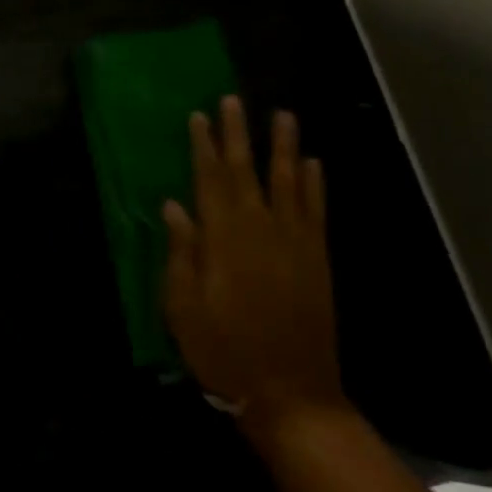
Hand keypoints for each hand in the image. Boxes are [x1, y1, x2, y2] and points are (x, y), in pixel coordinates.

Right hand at [163, 97, 344, 420]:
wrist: (290, 391)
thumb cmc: (224, 351)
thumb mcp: (183, 308)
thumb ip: (181, 253)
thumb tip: (173, 206)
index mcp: (223, 239)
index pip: (209, 180)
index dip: (203, 146)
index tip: (199, 116)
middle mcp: (260, 228)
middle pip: (246, 171)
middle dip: (238, 134)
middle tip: (234, 99)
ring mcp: (294, 241)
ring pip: (288, 181)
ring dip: (283, 146)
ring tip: (282, 115)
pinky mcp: (318, 257)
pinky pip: (316, 209)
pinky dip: (315, 183)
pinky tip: (313, 163)